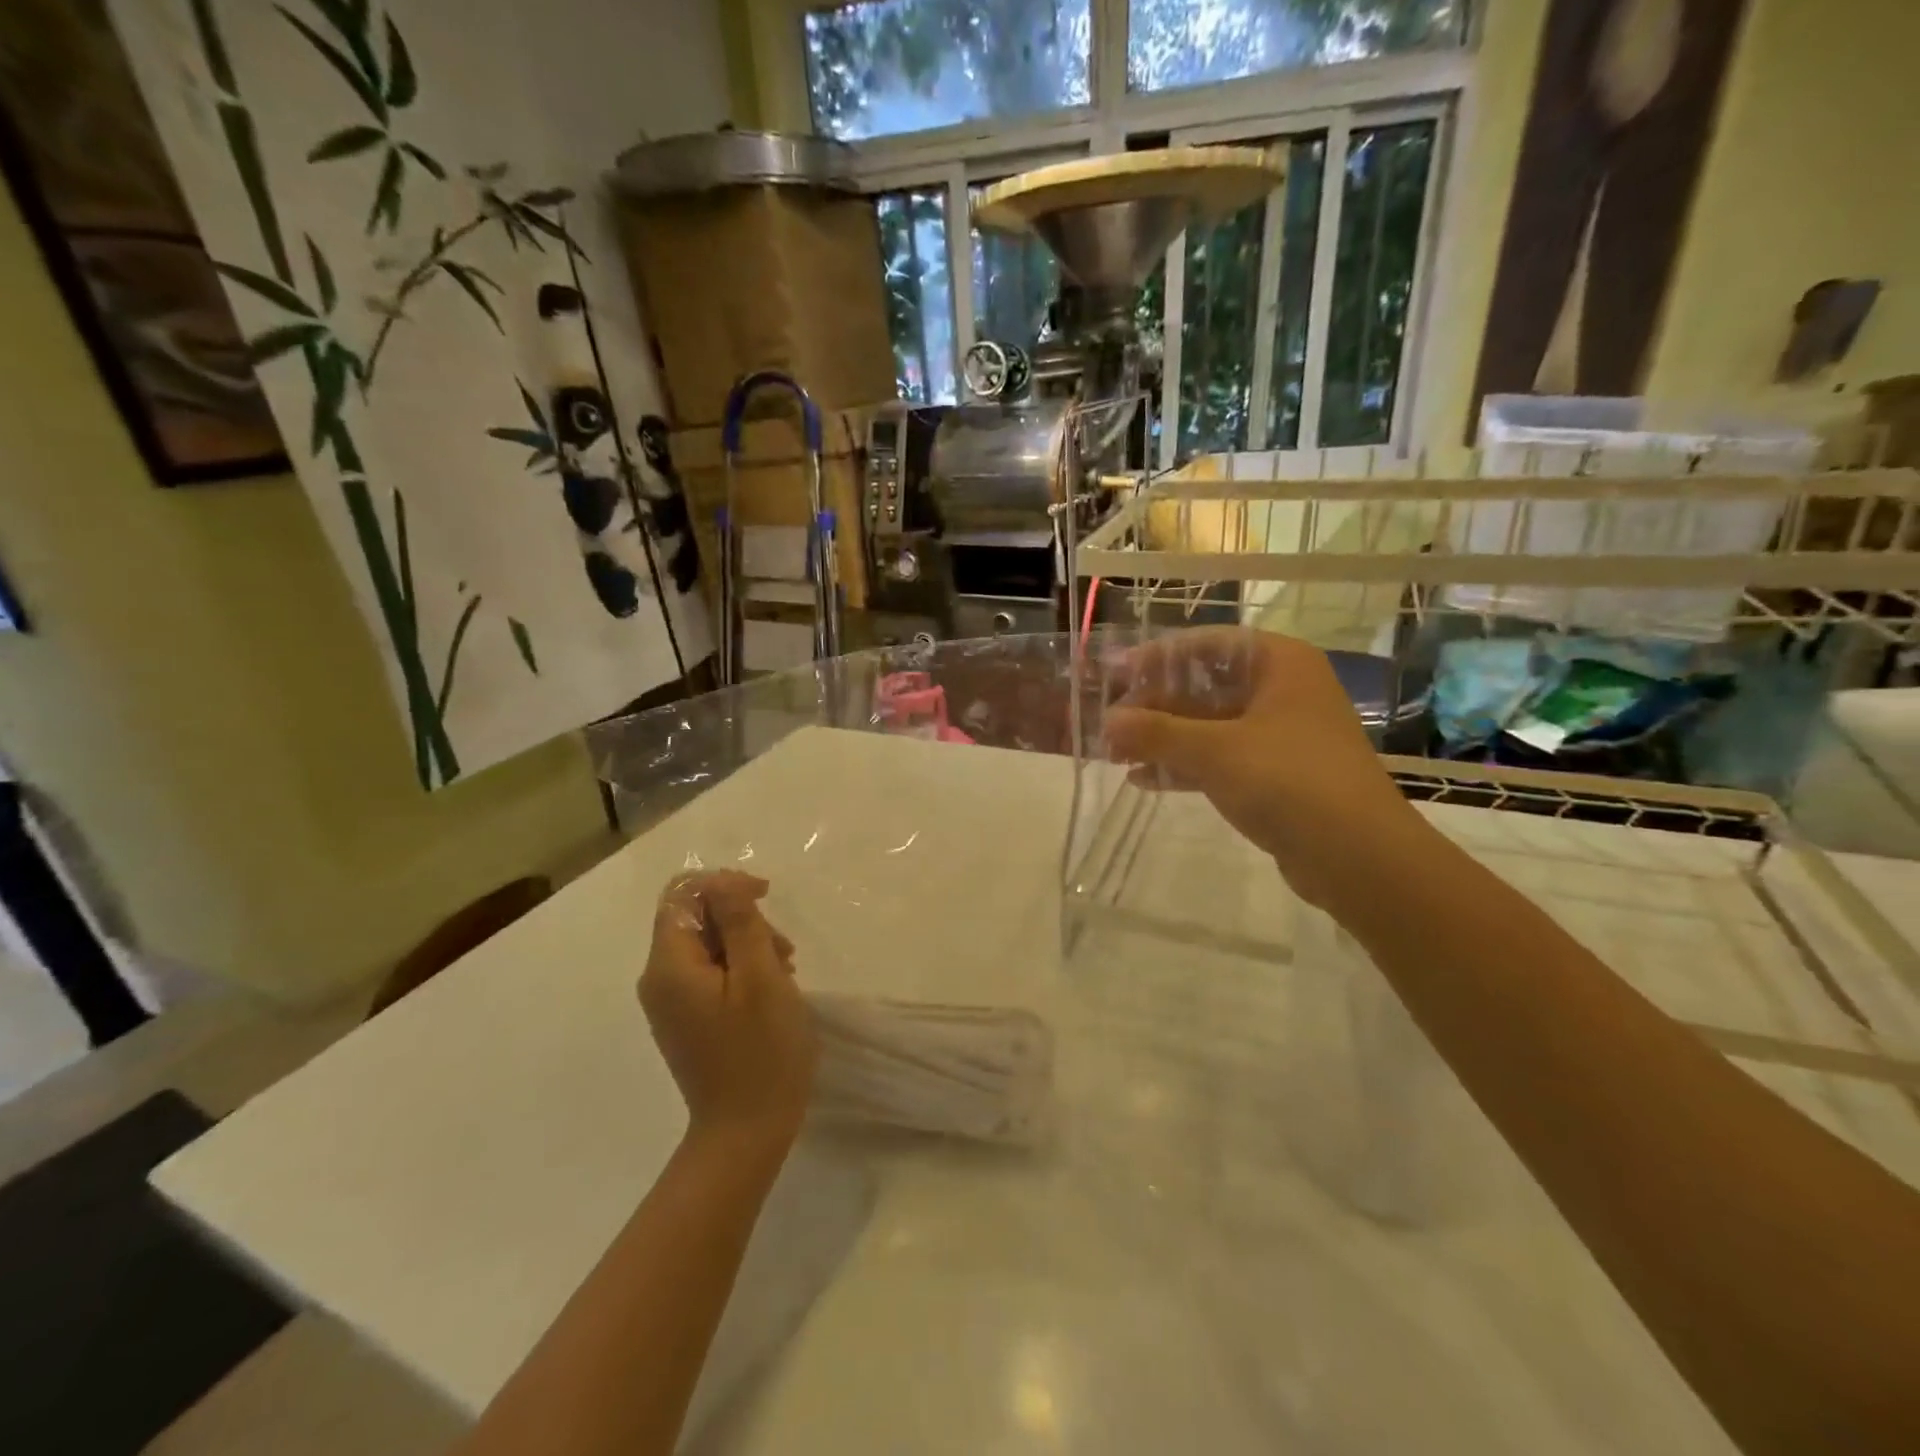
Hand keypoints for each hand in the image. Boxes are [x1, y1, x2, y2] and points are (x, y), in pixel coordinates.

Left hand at [640, 870, 816, 1148]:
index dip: (723, 884)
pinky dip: (741, 968)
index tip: (765, 896)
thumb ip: (739, 922)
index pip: (682, 896)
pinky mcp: (687, 1020)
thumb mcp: (760, 977)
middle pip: (695, 918)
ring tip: (785, 970)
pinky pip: (709, 973)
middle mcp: (659, 980)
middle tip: (783, 949)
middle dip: (741, 919)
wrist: (745, 1134)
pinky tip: (771, 988)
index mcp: (669, 966)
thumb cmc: (760, 1052)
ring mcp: (671, 1003)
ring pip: (707, 945)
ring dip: (747, 943)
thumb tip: (721, 879)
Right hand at [1103, 628, 1425, 911]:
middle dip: (1154, 706)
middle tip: (1109, 723)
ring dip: (1163, 738)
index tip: (1115, 673)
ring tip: (1115, 754)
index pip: (1207, 645)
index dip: (1157, 657)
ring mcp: (1280, 735)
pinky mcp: (1276, 775)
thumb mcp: (1215, 751)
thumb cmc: (1289, 781)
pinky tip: (1143, 780)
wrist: (1358, 857)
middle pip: (1205, 686)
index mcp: (1279, 664)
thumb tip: (1108, 722)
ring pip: (1209, 725)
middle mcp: (1282, 691)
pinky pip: (1220, 759)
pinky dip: (1184, 766)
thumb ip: (1156, 732)